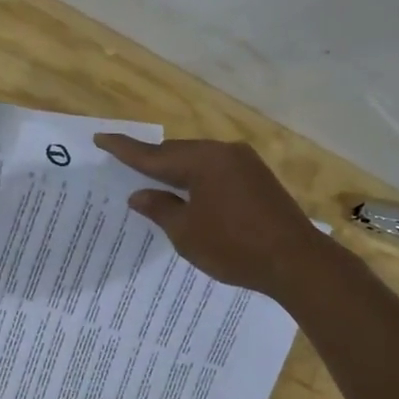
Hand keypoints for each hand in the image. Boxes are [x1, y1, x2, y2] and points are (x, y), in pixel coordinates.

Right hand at [92, 134, 328, 299]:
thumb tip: (140, 194)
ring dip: (176, 171)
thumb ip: (160, 208)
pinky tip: (189, 194)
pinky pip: (216, 171)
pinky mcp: (258, 178)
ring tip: (153, 183)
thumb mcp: (187, 233)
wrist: (297, 261)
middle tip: (124, 165)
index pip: (153, 154)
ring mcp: (245, 163)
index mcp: (202, 160)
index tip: (101, 137)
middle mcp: (224, 152)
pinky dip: (198, 179)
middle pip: (177, 152)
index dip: (124, 149)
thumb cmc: (234, 247)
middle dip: (151, 160)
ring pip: (199, 160)